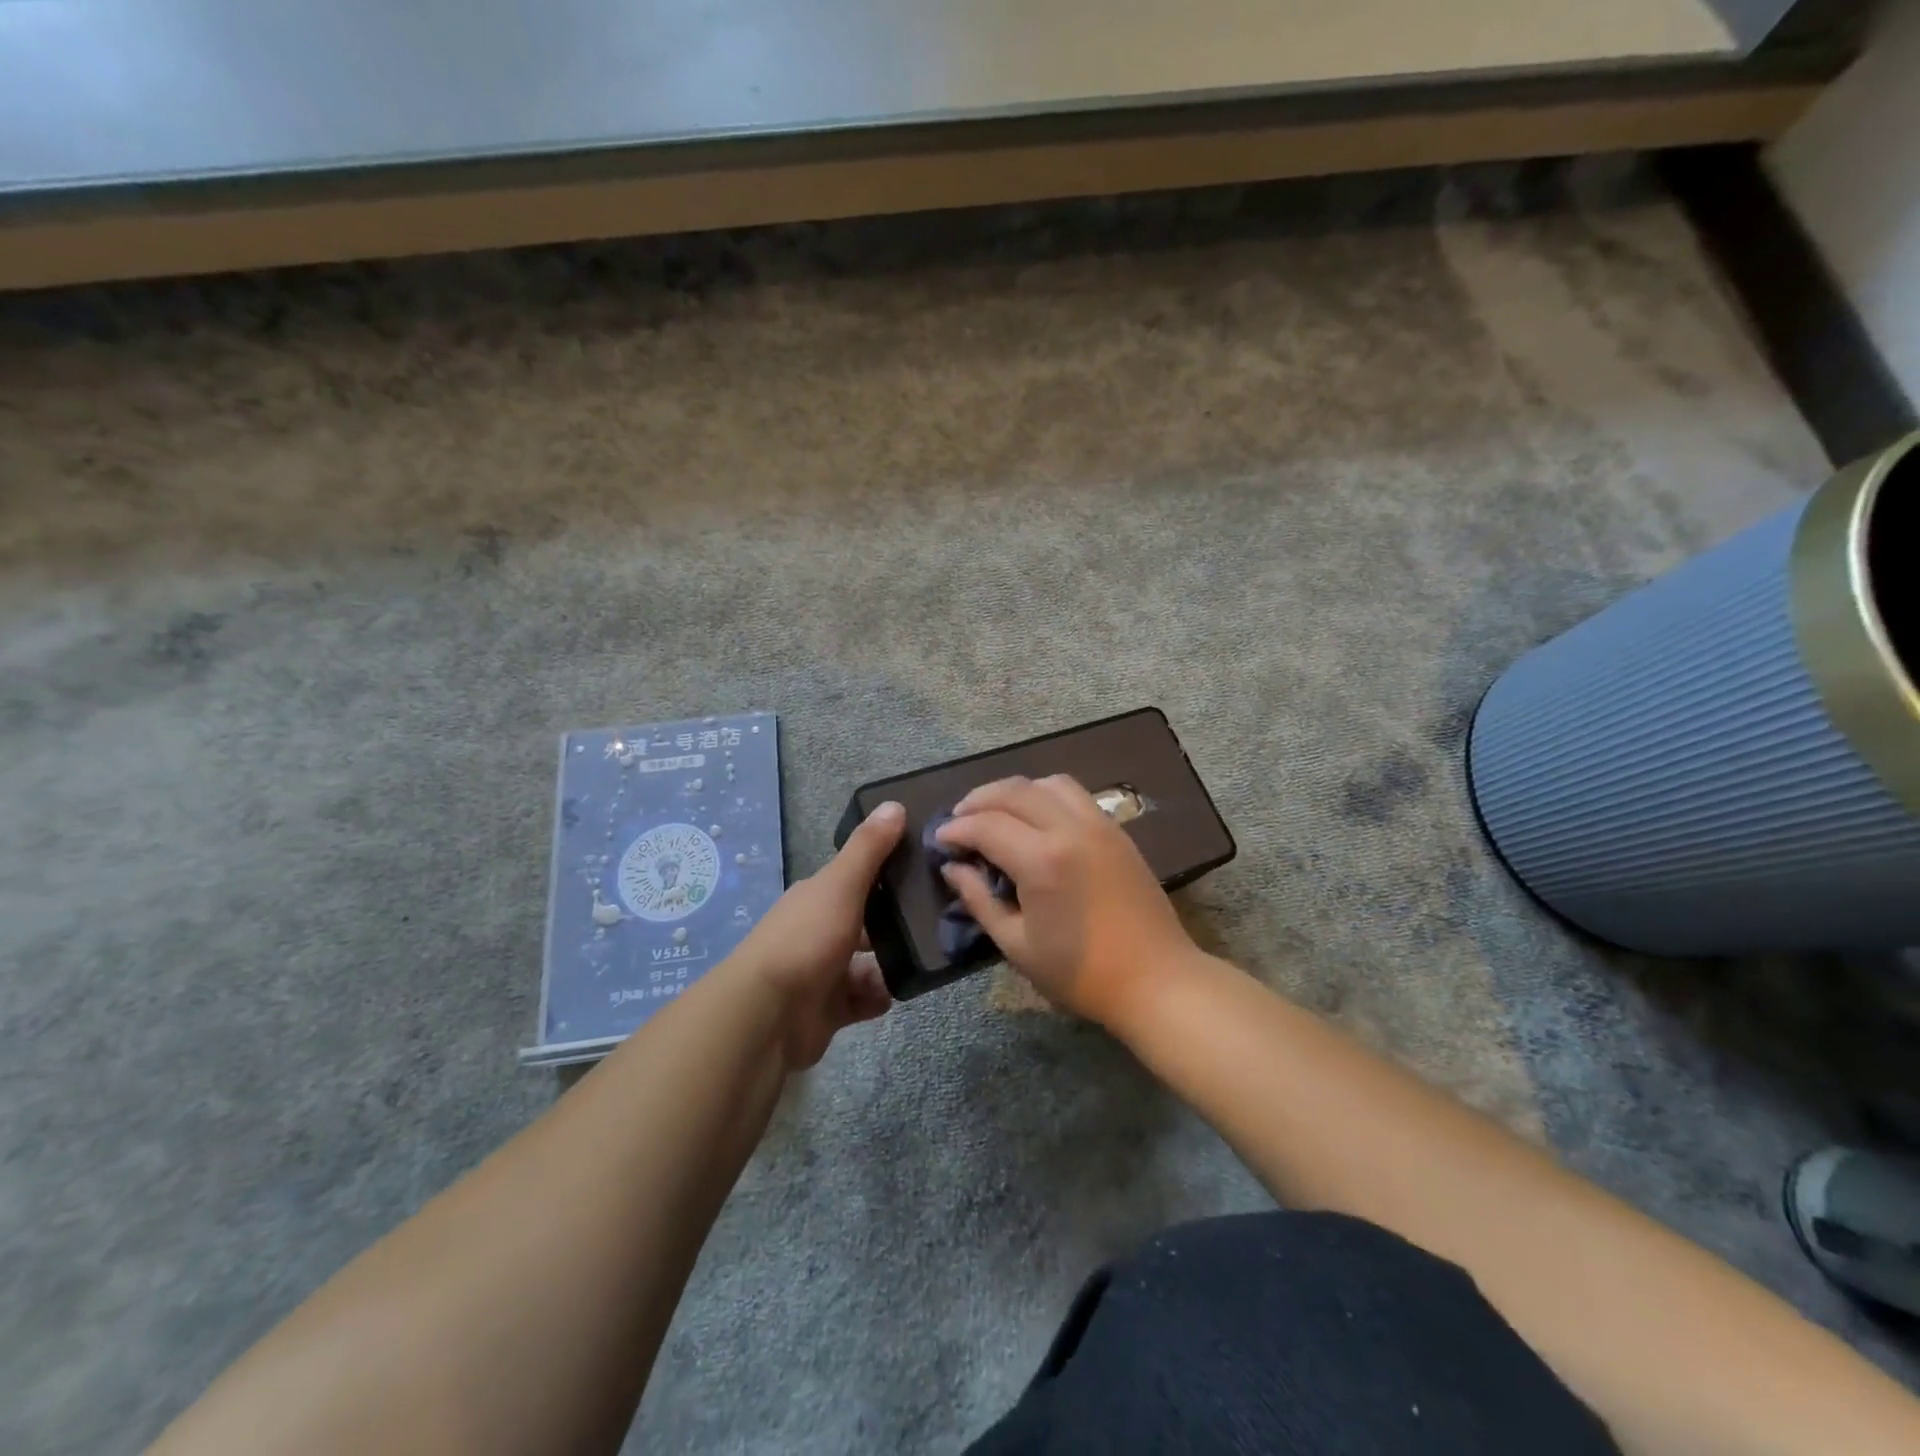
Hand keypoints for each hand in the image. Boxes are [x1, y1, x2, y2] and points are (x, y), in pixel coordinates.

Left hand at [731, 801, 904, 1069]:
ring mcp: (822, 971)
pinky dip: (880, 995)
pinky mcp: (828, 1009)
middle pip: (866, 921)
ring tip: (928, 956)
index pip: (857, 878)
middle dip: (897, 922)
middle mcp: (819, 929)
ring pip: (869, 962)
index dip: (888, 871)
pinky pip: (863, 998)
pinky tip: (900, 989)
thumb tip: (894, 803)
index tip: (926, 868)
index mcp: (818, 897)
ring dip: (893, 962)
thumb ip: (868, 848)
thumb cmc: (805, 940)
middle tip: (939, 918)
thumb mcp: (840, 885)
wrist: (767, 1015)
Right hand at [935, 775, 1201, 1024]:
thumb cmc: (1081, 974)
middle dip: (978, 800)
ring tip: (996, 813)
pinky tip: (1035, 819)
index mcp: (1042, 860)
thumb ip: (980, 900)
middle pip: (1014, 790)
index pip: (986, 825)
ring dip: (1014, 791)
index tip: (939, 840)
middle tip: (958, 820)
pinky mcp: (1117, 830)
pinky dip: (1045, 795)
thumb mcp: (1017, 945)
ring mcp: (1098, 825)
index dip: (956, 829)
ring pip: (1047, 783)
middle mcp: (1070, 829)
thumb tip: (953, 869)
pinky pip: (1074, 794)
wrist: (1155, 979)